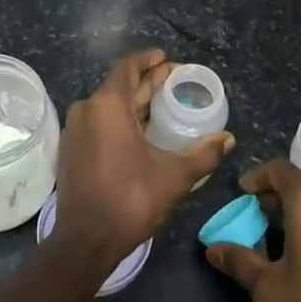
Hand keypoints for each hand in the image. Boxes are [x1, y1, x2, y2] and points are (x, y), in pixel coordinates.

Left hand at [55, 49, 233, 262]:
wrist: (85, 241)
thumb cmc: (130, 199)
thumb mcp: (174, 176)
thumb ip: (203, 154)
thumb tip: (228, 139)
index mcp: (106, 105)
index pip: (127, 67)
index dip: (149, 60)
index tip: (167, 60)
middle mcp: (86, 110)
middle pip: (120, 85)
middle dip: (147, 82)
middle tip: (175, 82)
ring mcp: (75, 131)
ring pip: (109, 106)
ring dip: (135, 102)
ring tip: (162, 106)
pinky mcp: (72, 150)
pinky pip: (99, 123)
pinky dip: (121, 120)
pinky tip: (142, 132)